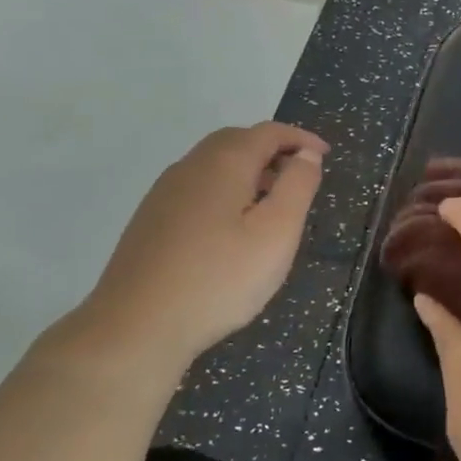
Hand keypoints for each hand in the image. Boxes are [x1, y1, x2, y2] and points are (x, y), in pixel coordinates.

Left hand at [73, 122, 326, 370]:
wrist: (136, 327)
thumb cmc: (219, 279)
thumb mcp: (276, 233)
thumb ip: (297, 187)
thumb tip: (307, 154)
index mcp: (223, 164)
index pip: (267, 133)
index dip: (300, 138)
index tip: (324, 155)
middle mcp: (190, 168)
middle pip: (236, 141)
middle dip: (272, 149)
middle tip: (300, 175)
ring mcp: (164, 194)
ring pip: (213, 164)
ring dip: (248, 170)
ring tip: (272, 202)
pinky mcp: (151, 220)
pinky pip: (197, 187)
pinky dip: (226, 189)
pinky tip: (233, 227)